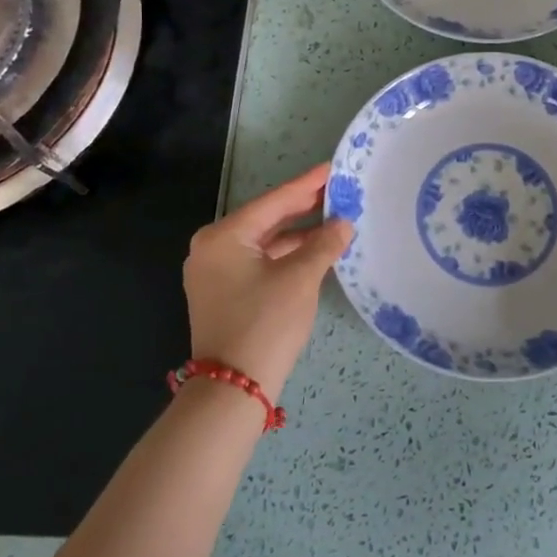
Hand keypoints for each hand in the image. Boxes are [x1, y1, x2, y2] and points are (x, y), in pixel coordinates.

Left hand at [182, 162, 352, 397]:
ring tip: (334, 218)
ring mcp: (215, 273)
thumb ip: (324, 244)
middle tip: (338, 190)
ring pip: (264, 242)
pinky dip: (286, 255)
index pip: (274, 201)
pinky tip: (315, 250)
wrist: (233, 389)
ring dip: (298, 233)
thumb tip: (343, 223)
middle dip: (303, 207)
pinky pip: (259, 261)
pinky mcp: (224, 293)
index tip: (333, 167)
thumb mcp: (300, 278)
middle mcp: (212, 248)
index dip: (307, 185)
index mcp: (223, 236)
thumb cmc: (265, 323)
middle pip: (267, 219)